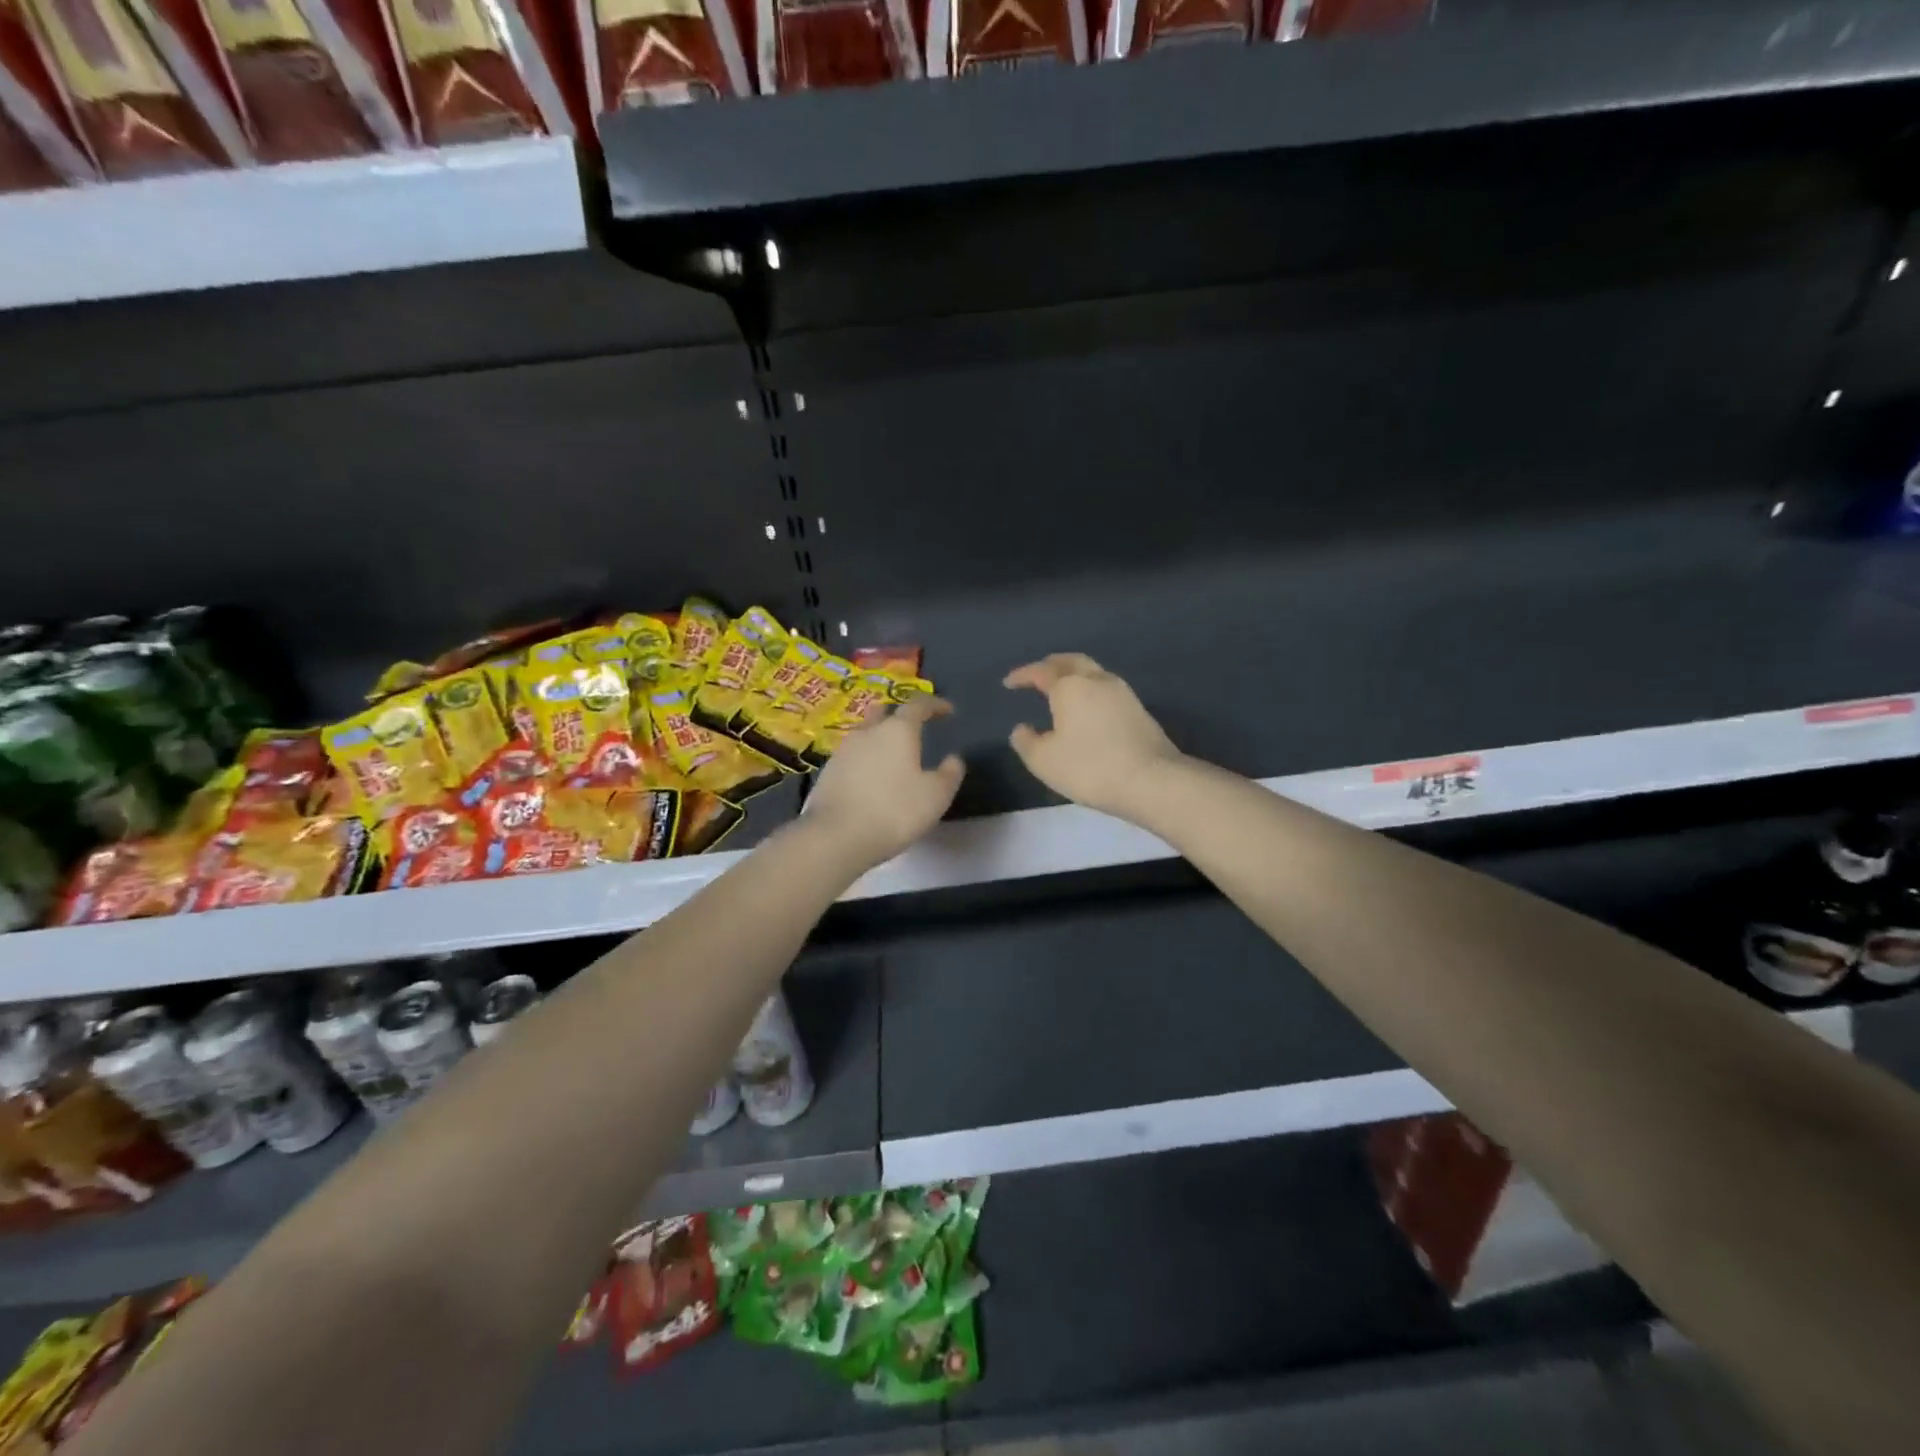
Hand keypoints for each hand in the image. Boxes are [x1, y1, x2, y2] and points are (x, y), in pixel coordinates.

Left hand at [803, 696, 965, 869]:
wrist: (836, 836)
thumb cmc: (894, 811)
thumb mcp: (936, 796)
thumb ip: (950, 774)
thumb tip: (954, 759)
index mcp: (898, 730)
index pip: (918, 705)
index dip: (935, 705)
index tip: (948, 710)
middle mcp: (868, 732)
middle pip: (884, 713)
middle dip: (900, 716)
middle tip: (914, 728)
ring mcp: (843, 751)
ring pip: (865, 735)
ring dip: (880, 739)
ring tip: (892, 757)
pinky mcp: (827, 772)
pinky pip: (852, 757)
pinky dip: (865, 761)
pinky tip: (871, 779)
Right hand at [1004, 654, 1183, 819]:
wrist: (1152, 780)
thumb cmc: (1090, 767)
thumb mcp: (1044, 761)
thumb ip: (1026, 741)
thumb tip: (1022, 728)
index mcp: (1070, 686)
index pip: (1041, 672)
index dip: (1023, 675)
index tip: (1009, 683)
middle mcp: (1097, 680)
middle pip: (1070, 661)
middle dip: (1050, 665)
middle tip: (1036, 674)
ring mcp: (1122, 693)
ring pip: (1092, 672)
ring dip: (1073, 676)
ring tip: (1060, 691)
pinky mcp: (1138, 710)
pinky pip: (1106, 689)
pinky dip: (1089, 691)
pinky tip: (1086, 709)